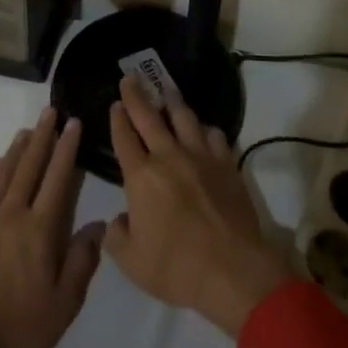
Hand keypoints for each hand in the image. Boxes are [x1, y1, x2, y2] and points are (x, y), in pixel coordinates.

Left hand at [0, 110, 104, 347]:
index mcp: (39, 230)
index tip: (73, 123)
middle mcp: (11, 216)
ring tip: (27, 130)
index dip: (67, 149)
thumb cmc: (20, 332)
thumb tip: (98, 225)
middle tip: (50, 112)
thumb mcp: (64, 305)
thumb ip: (82, 260)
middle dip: (42, 137)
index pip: (57, 178)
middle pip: (29, 167)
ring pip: (2, 174)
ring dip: (17, 150)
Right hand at [103, 75, 295, 337]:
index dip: (118, 119)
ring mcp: (201, 157)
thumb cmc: (175, 267)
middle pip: (149, 117)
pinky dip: (205, 129)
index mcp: (141, 177)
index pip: (124, 138)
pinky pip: (214, 135)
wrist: (231, 269)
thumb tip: (120, 220)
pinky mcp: (227, 164)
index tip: (115, 103)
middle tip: (131, 77)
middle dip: (137, 95)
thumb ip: (117, 236)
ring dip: (173, 102)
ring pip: (185, 118)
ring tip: (167, 90)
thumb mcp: (131, 262)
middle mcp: (169, 157)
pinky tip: (204, 129)